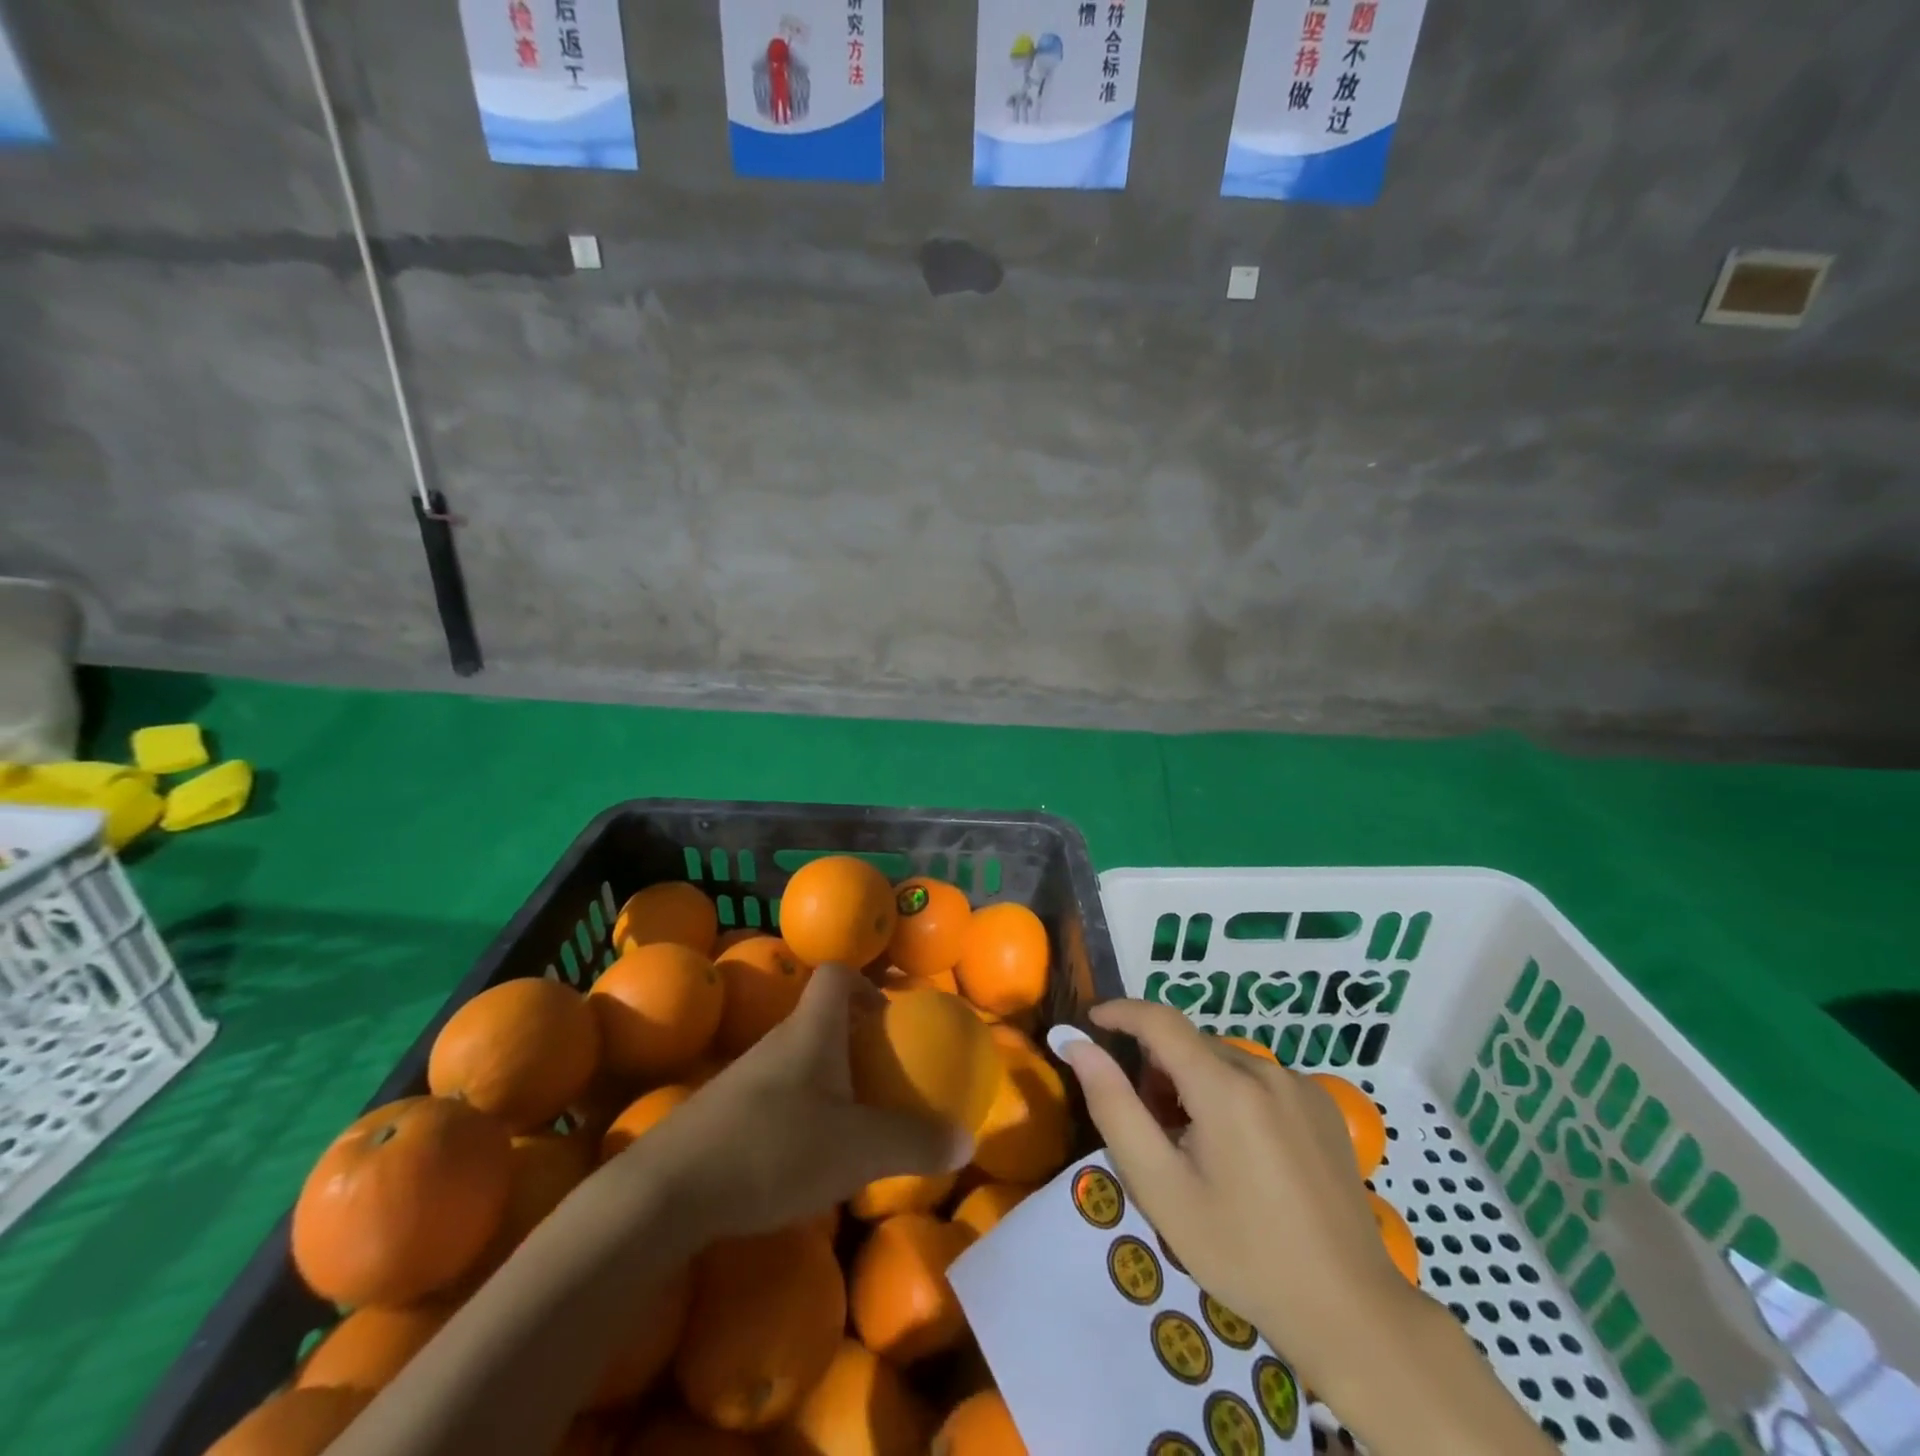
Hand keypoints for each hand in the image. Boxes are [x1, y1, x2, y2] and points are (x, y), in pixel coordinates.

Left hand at [630, 963, 967, 1241]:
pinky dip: (797, 1111)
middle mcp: (777, 1041)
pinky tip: (803, 1157)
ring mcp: (743, 1077)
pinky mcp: (721, 1113)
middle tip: (881, 1075)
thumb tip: (965, 1141)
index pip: (836, 975)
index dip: (865, 984)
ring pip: (795, 1059)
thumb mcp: (858, 1150)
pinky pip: (772, 1095)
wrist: (665, 1191)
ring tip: (850, 1121)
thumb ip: (914, 1142)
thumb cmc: (773, 1148)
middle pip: (819, 1017)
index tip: (888, 1017)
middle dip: (853, 1038)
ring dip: (826, 1078)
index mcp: (811, 1030)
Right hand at [1056, 1000, 1418, 1388]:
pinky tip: (1240, 1153)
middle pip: (1191, 1045)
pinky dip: (1231, 1094)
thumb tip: (1077, 1045)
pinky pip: (1258, 1079)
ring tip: (1194, 1148)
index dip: (1121, 1012)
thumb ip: (1114, 1107)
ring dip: (1194, 1083)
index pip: (1160, 1020)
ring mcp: (1301, 1086)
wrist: (1349, 1312)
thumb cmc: (1241, 1253)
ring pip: (1223, 1060)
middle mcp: (1266, 1070)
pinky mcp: (1323, 1105)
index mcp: (1226, 1087)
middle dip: (1157, 1069)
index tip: (1090, 1022)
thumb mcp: (1161, 1188)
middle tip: (1150, 1129)